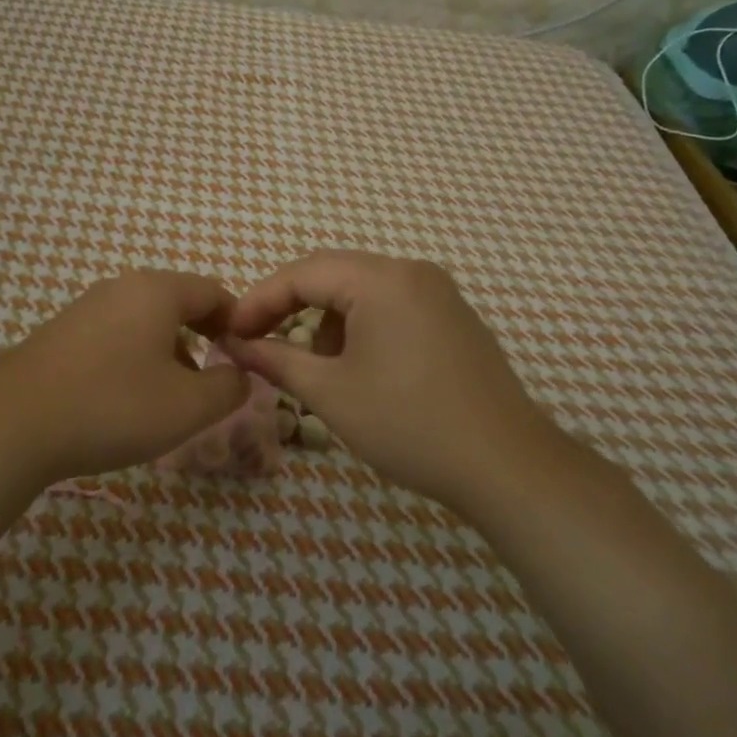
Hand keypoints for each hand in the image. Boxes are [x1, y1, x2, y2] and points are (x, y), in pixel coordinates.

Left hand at [0, 270, 250, 485]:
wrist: (12, 425)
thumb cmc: (113, 407)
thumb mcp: (188, 406)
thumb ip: (229, 388)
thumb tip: (241, 375)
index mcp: (156, 291)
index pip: (213, 291)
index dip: (237, 322)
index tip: (245, 357)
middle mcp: (120, 287)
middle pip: (177, 303)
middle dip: (202, 337)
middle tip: (212, 378)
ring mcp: (84, 308)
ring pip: (144, 321)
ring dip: (167, 351)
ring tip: (170, 396)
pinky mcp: (59, 333)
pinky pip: (113, 335)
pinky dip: (133, 358)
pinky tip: (124, 399)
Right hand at [225, 251, 560, 511]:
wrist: (506, 465)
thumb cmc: (409, 424)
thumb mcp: (331, 393)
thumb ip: (276, 360)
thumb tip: (235, 345)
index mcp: (381, 279)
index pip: (303, 272)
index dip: (259, 300)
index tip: (230, 333)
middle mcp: (411, 271)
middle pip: (333, 274)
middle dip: (290, 307)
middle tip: (259, 342)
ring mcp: (438, 292)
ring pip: (362, 290)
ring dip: (327, 320)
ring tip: (314, 367)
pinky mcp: (453, 317)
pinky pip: (391, 305)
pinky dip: (361, 327)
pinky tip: (358, 368)